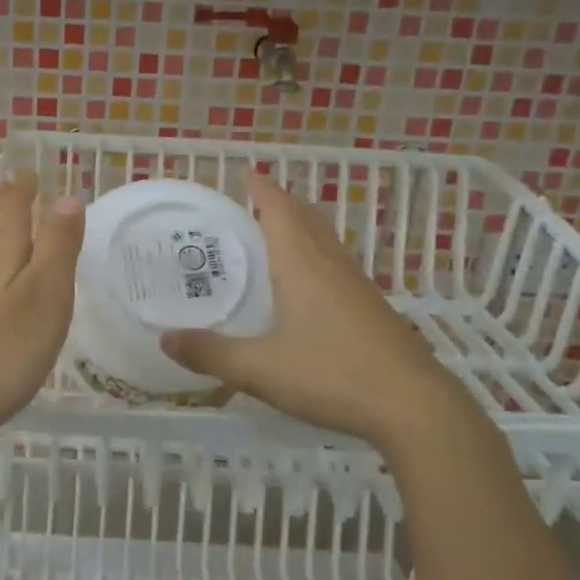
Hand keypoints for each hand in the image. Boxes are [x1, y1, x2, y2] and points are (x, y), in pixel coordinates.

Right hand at [160, 172, 476, 458]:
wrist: (413, 407)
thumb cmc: (332, 375)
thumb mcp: (259, 369)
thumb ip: (210, 354)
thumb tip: (165, 340)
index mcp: (302, 265)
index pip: (280, 210)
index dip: (261, 188)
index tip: (243, 173)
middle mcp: (331, 265)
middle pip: (306, 217)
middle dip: (280, 202)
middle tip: (251, 201)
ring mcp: (357, 286)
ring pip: (325, 240)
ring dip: (301, 226)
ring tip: (274, 234)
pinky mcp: (372, 308)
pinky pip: (337, 265)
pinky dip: (315, 255)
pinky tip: (307, 285)